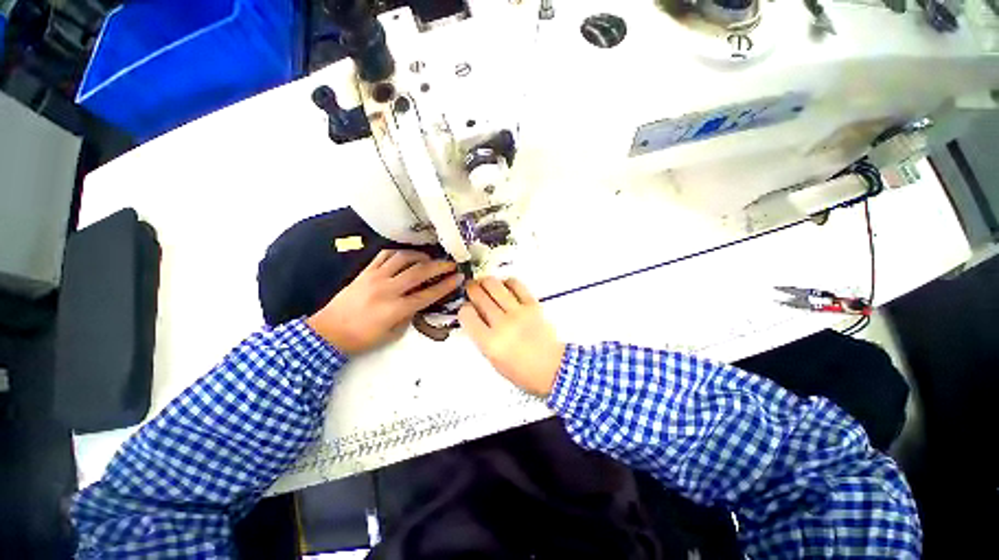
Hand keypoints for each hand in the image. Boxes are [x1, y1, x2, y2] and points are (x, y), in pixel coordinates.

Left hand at [307, 250, 462, 354]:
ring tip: (428, 259)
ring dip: (419, 256)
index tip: (458, 279)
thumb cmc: (360, 338)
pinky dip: (398, 253)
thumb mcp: (389, 336)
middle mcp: (388, 289)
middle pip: (419, 272)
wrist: (331, 329)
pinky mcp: (365, 272)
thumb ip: (405, 319)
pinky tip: (404, 256)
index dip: (445, 286)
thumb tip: (416, 305)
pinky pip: (384, 256)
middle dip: (438, 266)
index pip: (427, 294)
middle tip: (451, 264)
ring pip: (403, 259)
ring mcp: (376, 277)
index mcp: (396, 309)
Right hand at [458, 277, 564, 396]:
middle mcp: (502, 324)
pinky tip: (505, 286)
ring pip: (494, 285)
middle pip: (479, 296)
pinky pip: (516, 285)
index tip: (467, 310)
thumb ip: (482, 338)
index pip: (467, 315)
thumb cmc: (522, 371)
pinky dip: (507, 282)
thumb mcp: (494, 360)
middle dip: (472, 291)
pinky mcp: (533, 305)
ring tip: (485, 284)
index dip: (464, 310)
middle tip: (471, 290)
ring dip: (486, 282)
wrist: (553, 369)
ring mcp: (518, 313)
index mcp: (489, 342)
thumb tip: (475, 317)